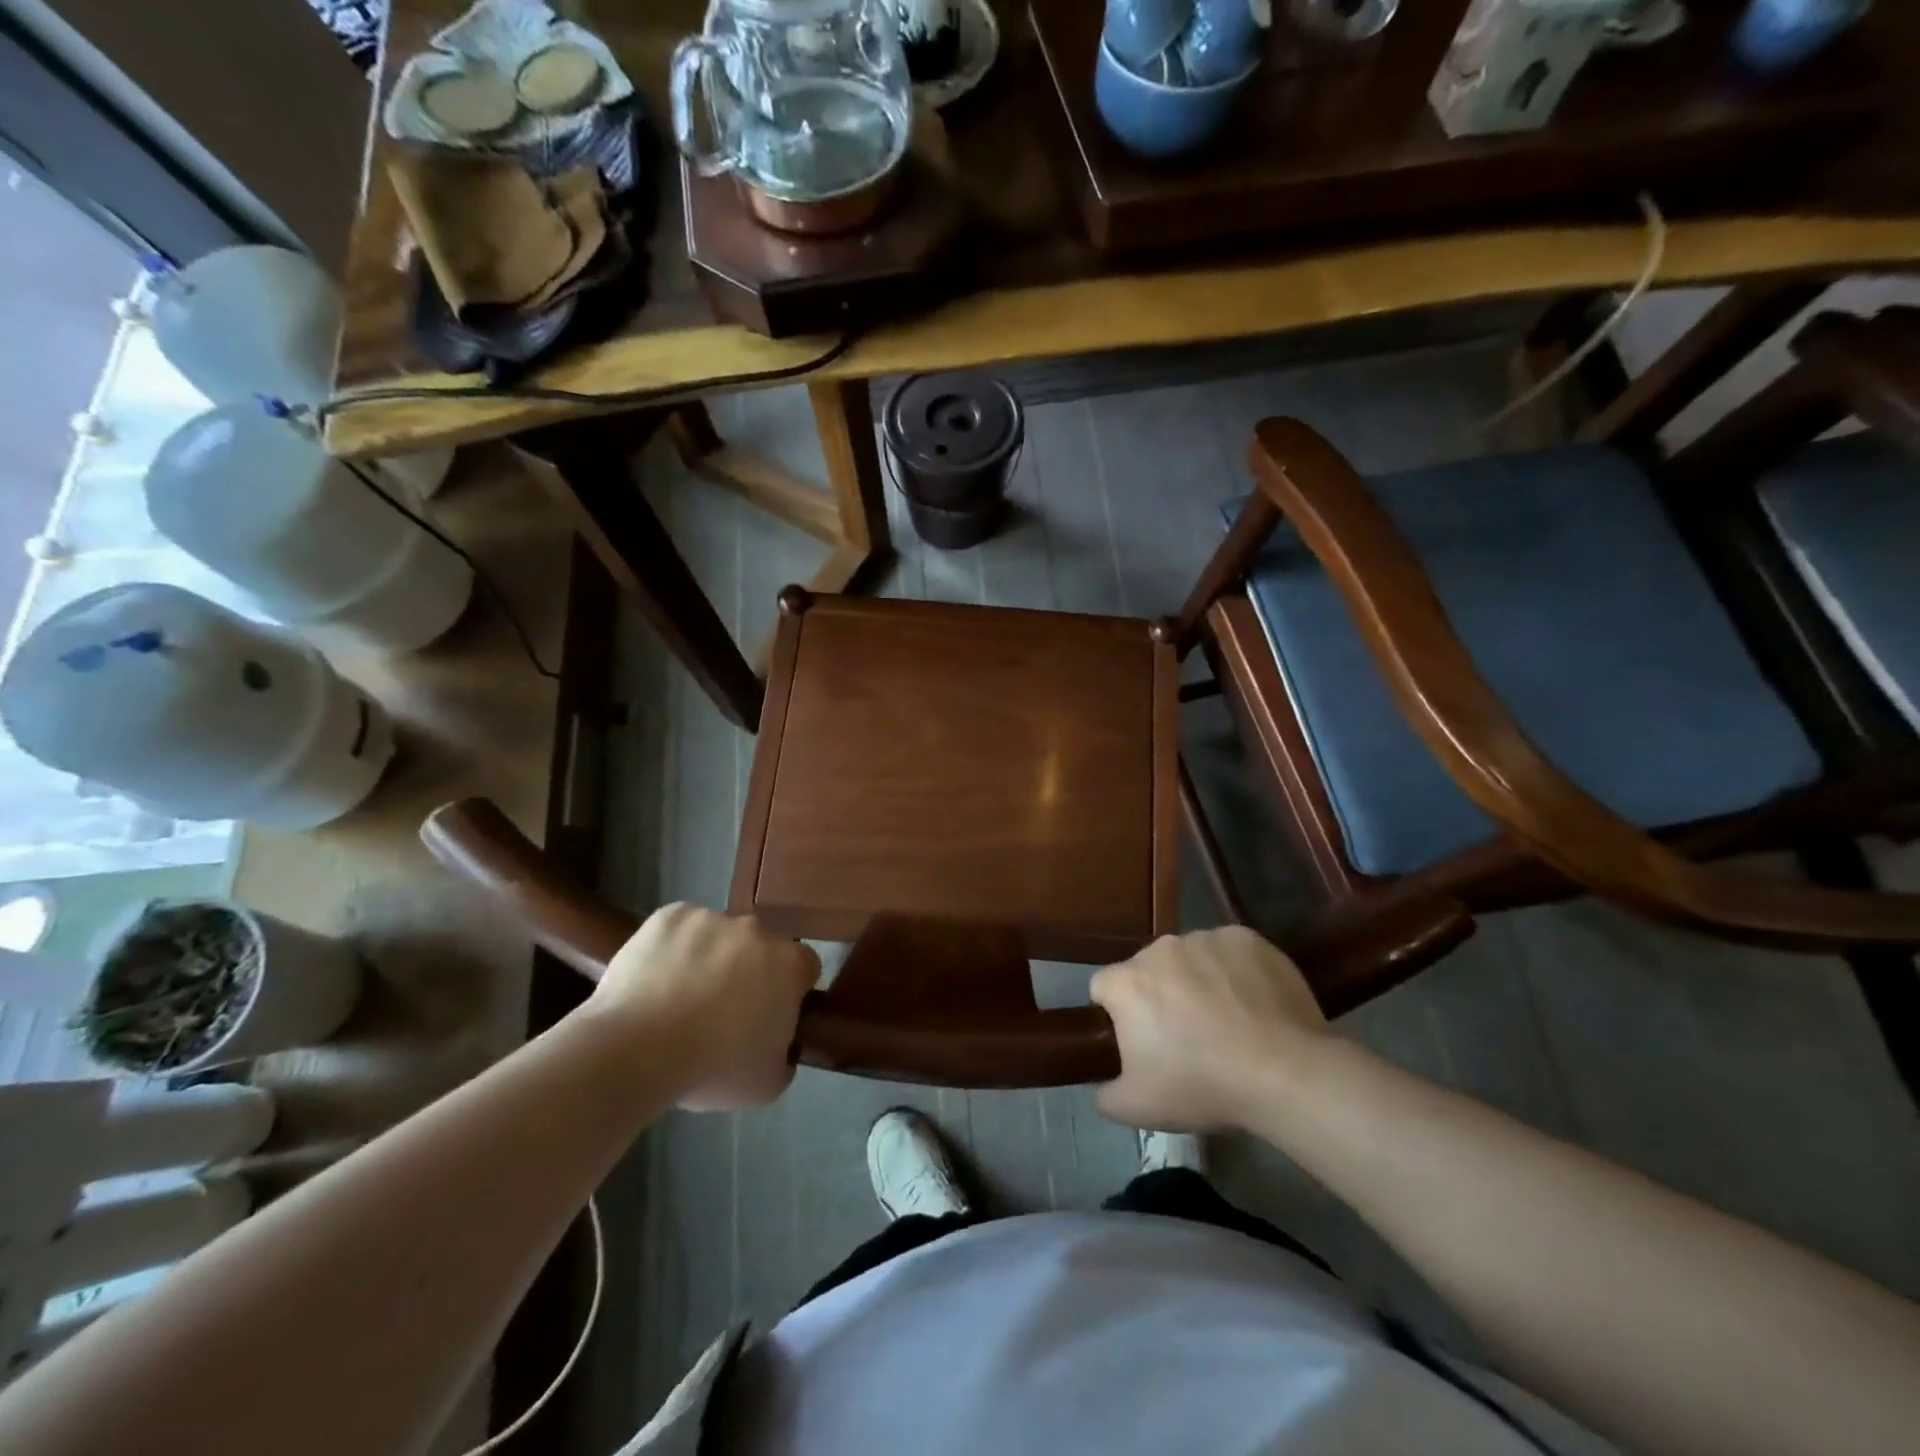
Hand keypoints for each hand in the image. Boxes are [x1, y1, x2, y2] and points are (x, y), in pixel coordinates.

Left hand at [589, 903, 819, 1110]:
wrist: (635, 1051)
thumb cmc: (711, 1069)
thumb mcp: (767, 1083)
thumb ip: (784, 1055)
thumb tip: (779, 1045)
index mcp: (789, 965)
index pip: (804, 968)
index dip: (789, 991)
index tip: (769, 1014)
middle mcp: (756, 930)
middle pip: (760, 947)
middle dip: (748, 970)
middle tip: (722, 1010)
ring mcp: (711, 918)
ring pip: (717, 936)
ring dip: (709, 957)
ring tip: (678, 998)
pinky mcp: (669, 915)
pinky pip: (679, 929)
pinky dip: (672, 948)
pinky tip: (655, 980)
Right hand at [1089, 926, 1332, 1132]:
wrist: (1285, 1073)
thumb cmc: (1203, 1087)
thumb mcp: (1136, 1109)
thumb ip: (1105, 1093)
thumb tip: (1103, 1083)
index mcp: (1127, 982)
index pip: (1103, 988)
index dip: (1117, 1016)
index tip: (1140, 1042)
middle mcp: (1160, 948)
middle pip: (1147, 969)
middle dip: (1159, 995)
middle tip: (1186, 1036)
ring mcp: (1205, 938)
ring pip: (1189, 957)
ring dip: (1196, 980)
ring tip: (1226, 1020)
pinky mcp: (1246, 938)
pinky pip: (1228, 951)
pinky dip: (1234, 971)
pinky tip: (1253, 1002)